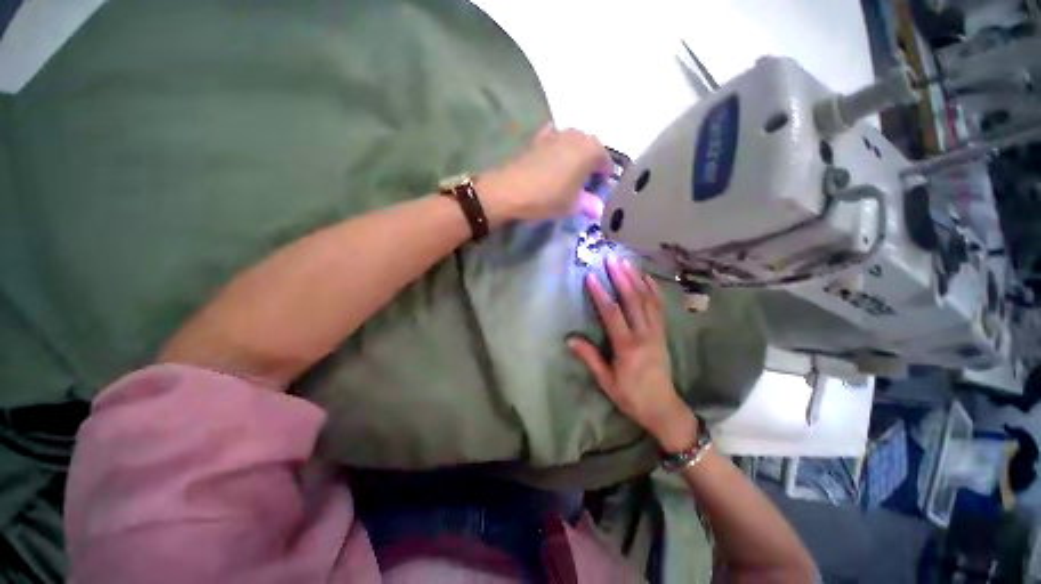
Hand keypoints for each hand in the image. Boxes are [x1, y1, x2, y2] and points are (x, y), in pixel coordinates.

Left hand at [477, 124, 609, 225]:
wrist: (512, 190)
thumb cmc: (549, 197)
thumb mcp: (572, 205)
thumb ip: (589, 204)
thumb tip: (599, 209)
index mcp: (591, 149)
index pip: (606, 161)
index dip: (604, 177)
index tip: (599, 190)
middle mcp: (577, 135)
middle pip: (591, 149)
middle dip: (591, 164)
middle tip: (585, 183)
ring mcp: (557, 133)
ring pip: (574, 143)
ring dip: (575, 156)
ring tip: (569, 174)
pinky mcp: (539, 138)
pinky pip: (555, 141)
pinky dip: (558, 149)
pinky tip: (553, 161)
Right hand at [568, 257, 698, 452]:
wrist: (663, 408)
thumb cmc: (631, 396)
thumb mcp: (606, 381)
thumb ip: (590, 358)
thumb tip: (569, 339)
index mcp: (627, 347)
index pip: (612, 314)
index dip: (601, 294)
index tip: (591, 276)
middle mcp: (644, 335)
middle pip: (633, 300)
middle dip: (621, 277)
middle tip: (611, 258)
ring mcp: (657, 332)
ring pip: (648, 300)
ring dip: (637, 278)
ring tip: (626, 261)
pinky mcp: (663, 333)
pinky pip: (659, 307)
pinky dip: (653, 290)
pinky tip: (647, 278)